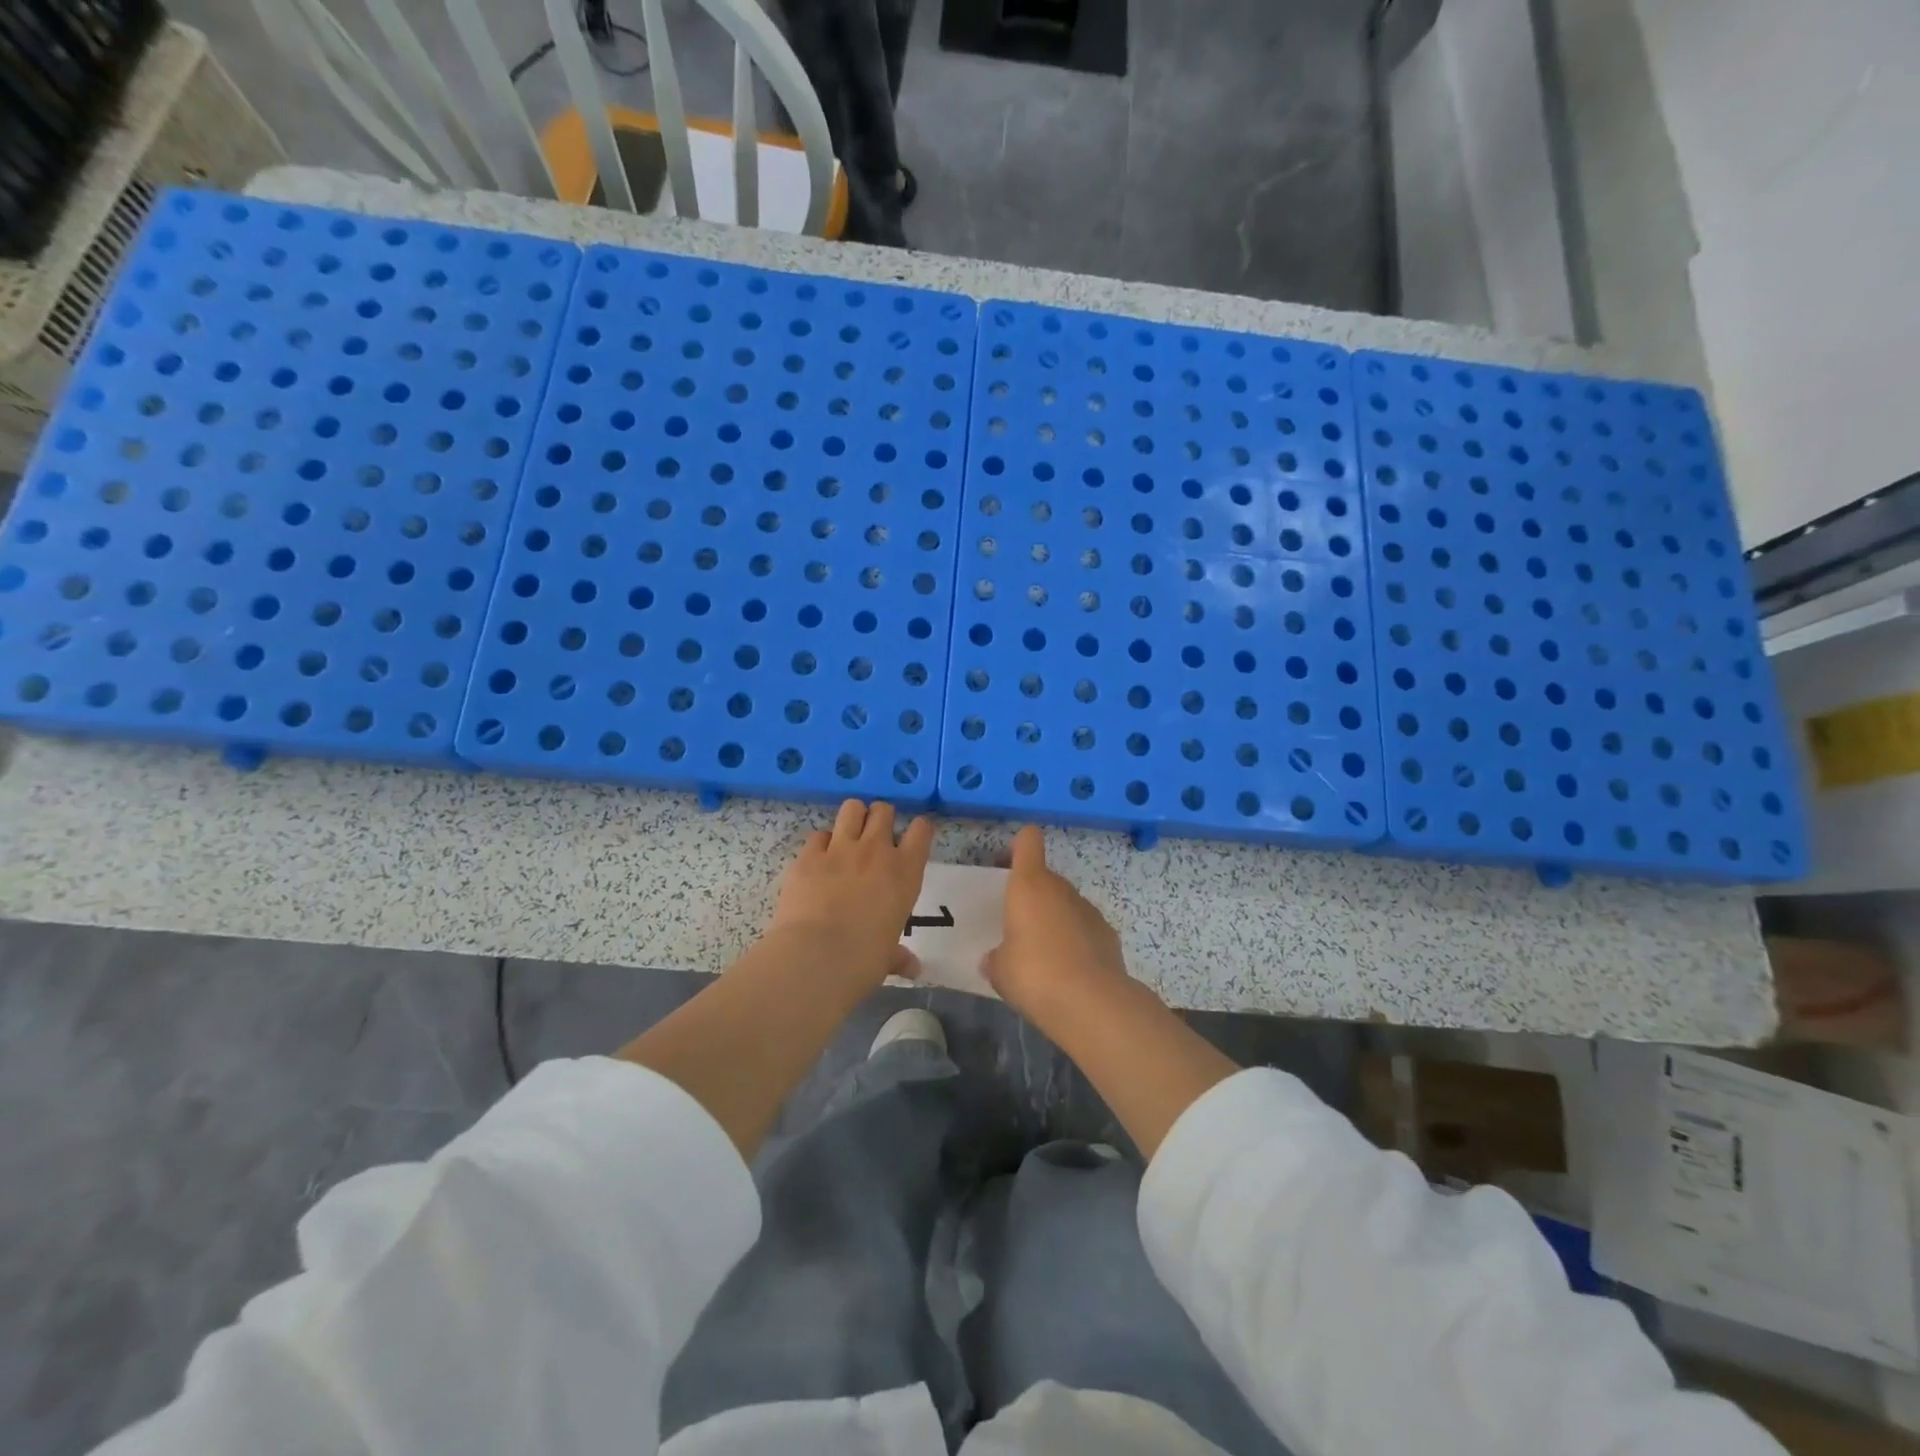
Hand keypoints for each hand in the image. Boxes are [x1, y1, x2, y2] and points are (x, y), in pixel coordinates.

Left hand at [767, 799, 934, 986]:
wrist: (816, 957)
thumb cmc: (864, 960)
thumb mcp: (887, 957)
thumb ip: (899, 955)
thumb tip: (913, 969)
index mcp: (905, 872)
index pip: (921, 830)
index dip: (918, 829)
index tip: (913, 838)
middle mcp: (876, 851)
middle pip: (883, 810)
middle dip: (880, 818)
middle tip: (875, 837)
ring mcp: (840, 848)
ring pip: (852, 808)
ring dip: (853, 818)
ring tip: (849, 836)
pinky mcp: (808, 855)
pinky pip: (818, 835)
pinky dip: (821, 843)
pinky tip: (819, 860)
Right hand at [982, 826, 1130, 1026]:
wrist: (1092, 1003)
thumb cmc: (1034, 974)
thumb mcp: (999, 969)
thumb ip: (995, 957)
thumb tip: (995, 958)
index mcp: (1029, 885)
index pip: (1028, 841)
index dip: (1017, 846)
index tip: (1005, 865)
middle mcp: (1061, 889)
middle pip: (1045, 877)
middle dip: (1031, 895)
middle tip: (1015, 924)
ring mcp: (1088, 910)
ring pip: (1065, 903)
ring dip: (1053, 918)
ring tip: (1042, 954)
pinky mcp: (1108, 934)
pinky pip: (1083, 927)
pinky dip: (1075, 940)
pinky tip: (1068, 970)